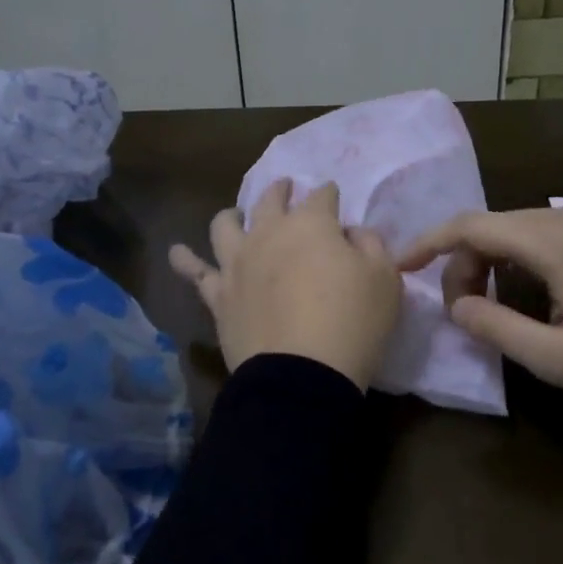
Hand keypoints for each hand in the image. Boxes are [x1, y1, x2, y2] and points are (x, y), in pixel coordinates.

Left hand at [169, 179, 402, 389]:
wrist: (302, 375)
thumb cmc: (353, 322)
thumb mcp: (385, 279)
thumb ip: (371, 245)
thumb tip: (350, 233)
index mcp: (311, 224)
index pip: (322, 196)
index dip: (329, 194)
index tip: (333, 196)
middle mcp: (268, 233)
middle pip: (270, 200)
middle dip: (280, 191)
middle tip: (285, 189)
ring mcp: (237, 263)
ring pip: (224, 225)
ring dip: (232, 216)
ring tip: (235, 215)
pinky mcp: (219, 295)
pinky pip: (195, 273)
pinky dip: (185, 260)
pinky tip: (177, 252)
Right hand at [396, 207, 562, 404]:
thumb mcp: (556, 358)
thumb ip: (496, 328)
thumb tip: (457, 305)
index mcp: (552, 242)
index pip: (472, 226)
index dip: (430, 243)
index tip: (402, 266)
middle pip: (491, 225)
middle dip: (461, 261)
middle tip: (460, 309)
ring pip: (515, 228)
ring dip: (488, 259)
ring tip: (487, 304)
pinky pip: (541, 234)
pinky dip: (515, 257)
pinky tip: (522, 291)